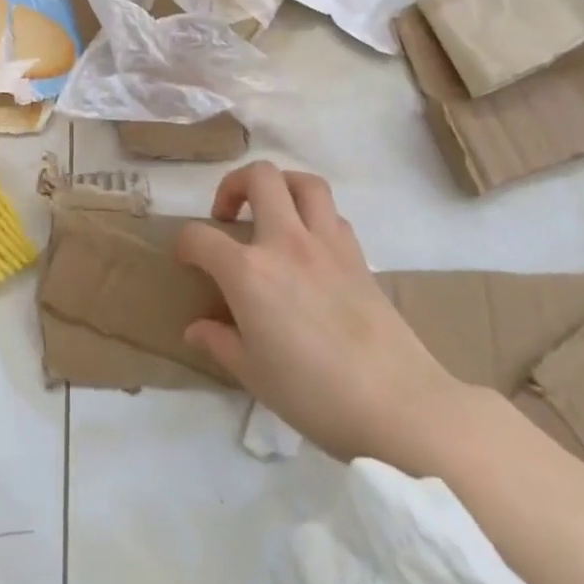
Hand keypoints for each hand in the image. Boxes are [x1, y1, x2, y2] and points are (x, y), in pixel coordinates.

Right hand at [176, 161, 472, 472]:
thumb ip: (220, 342)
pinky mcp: (359, 257)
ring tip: (271, 212)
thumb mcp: (253, 375)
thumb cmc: (315, 395)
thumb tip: (196, 329)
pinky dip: (315, 217)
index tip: (185, 259)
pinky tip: (309, 246)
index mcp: (249, 272)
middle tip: (228, 216)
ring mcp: (327, 245)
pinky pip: (333, 215)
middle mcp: (286, 243)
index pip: (200, 237)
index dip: (184, 244)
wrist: (399, 406)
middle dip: (233, 185)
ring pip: (305, 182)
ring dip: (281, 186)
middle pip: (260, 177)